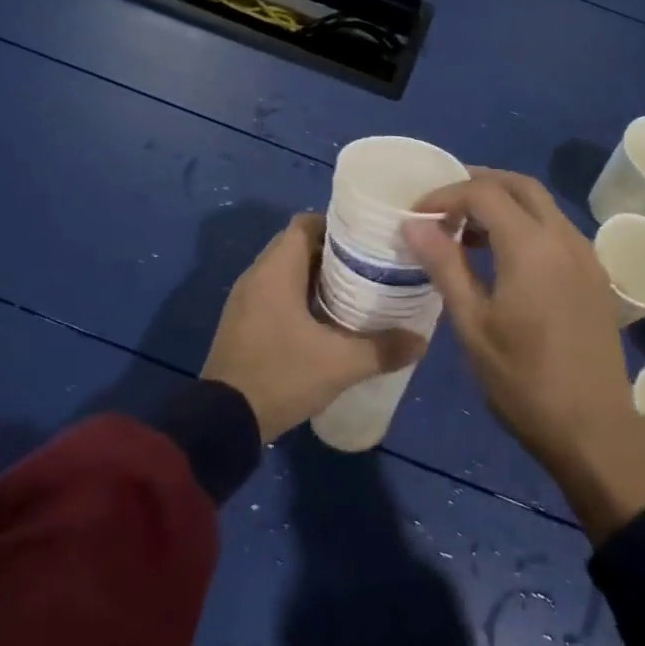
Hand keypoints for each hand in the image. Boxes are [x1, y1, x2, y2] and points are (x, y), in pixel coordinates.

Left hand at [202, 214, 425, 442]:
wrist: (224, 422)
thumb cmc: (281, 376)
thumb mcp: (339, 364)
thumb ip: (383, 349)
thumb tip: (421, 340)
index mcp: (275, 271)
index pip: (305, 223)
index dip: (337, 226)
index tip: (368, 239)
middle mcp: (256, 276)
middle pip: (297, 245)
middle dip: (333, 253)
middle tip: (370, 266)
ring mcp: (246, 301)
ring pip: (287, 272)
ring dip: (318, 277)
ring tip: (356, 291)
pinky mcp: (243, 323)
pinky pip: (276, 294)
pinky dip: (301, 297)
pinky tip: (328, 320)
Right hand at [404, 170, 644, 540]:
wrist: (593, 428)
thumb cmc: (522, 380)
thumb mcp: (472, 324)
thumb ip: (444, 265)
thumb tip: (414, 223)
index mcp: (532, 247)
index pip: (483, 193)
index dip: (445, 194)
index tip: (417, 215)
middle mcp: (564, 238)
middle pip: (520, 185)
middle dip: (477, 184)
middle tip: (441, 205)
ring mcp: (586, 255)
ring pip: (542, 205)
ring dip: (503, 204)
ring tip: (464, 230)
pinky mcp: (594, 275)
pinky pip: (556, 230)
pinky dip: (524, 225)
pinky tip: (501, 257)